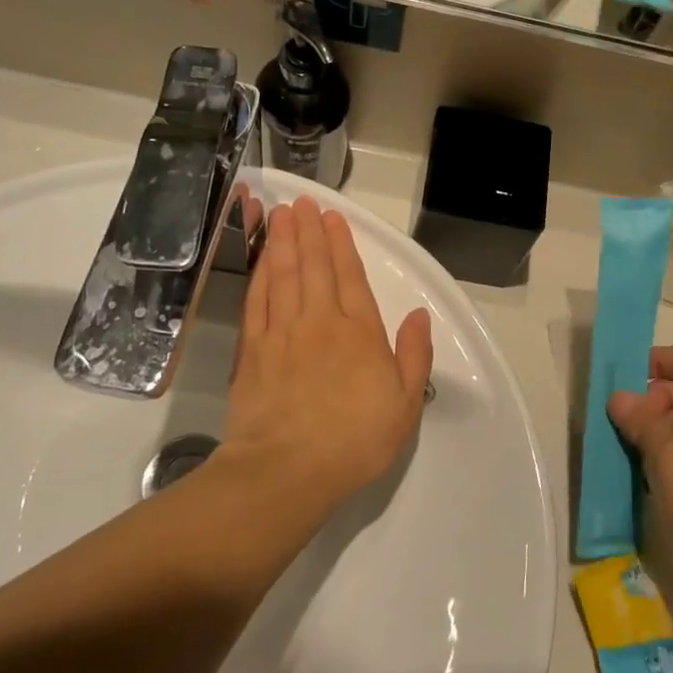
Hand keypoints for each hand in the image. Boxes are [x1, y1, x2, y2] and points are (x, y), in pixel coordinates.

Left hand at [220, 197, 434, 515]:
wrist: (288, 470)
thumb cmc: (355, 440)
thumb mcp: (406, 404)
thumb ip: (415, 355)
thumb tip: (420, 315)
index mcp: (360, 332)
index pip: (350, 276)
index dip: (342, 244)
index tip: (333, 218)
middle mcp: (320, 321)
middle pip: (314, 266)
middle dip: (309, 231)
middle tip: (302, 203)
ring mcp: (282, 333)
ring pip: (283, 276)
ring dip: (282, 243)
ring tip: (280, 216)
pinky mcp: (253, 350)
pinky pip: (257, 301)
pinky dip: (259, 276)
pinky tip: (260, 260)